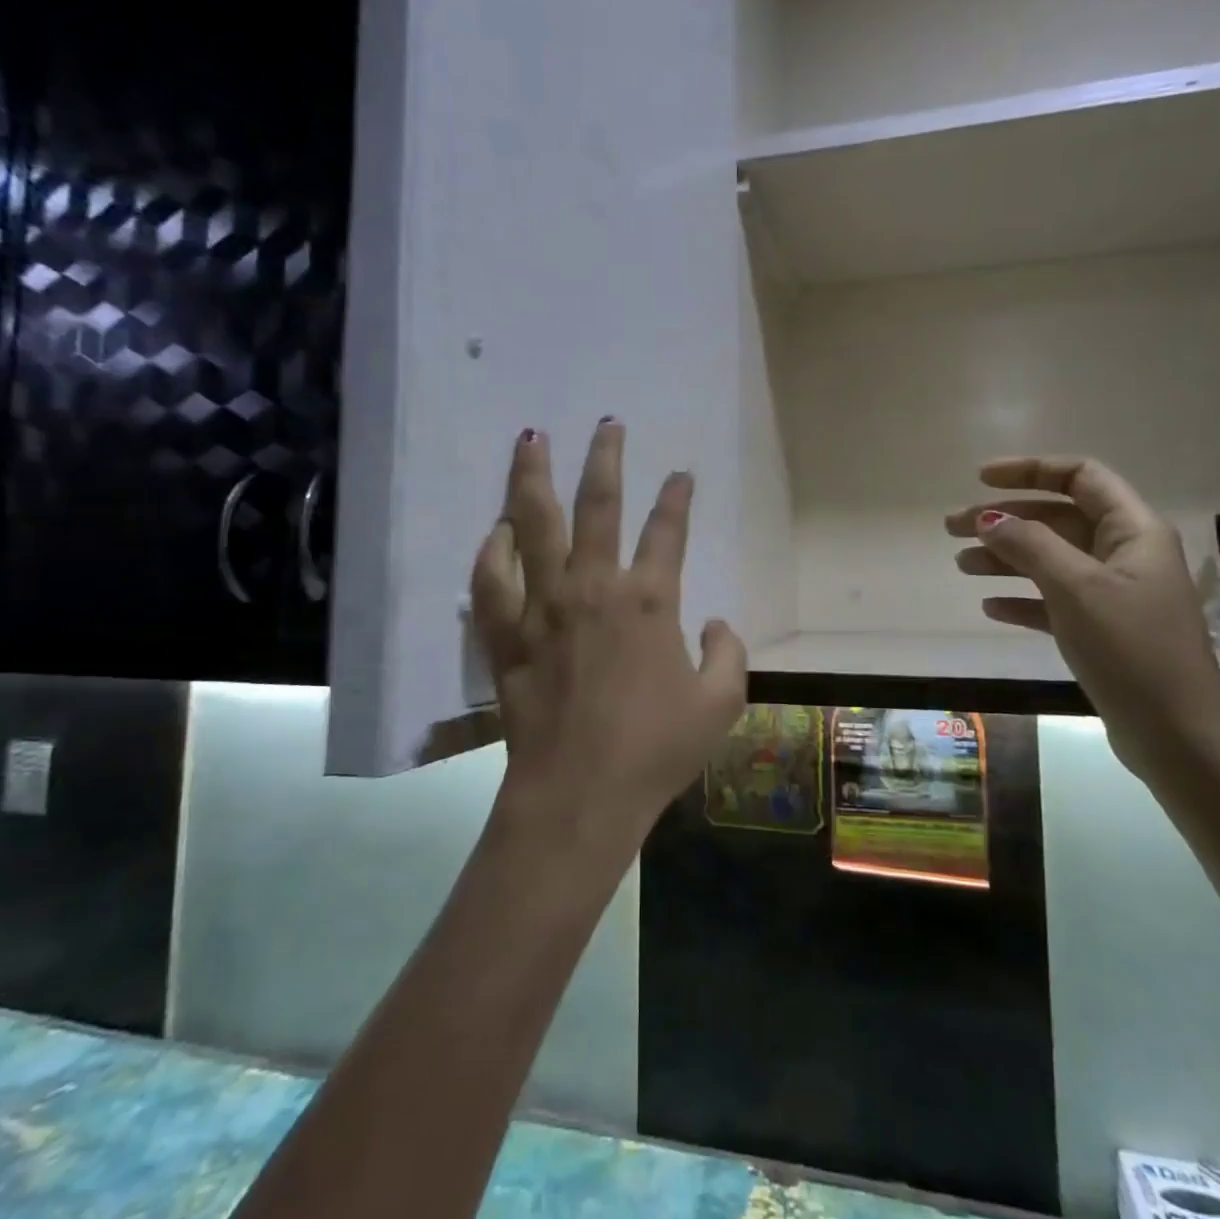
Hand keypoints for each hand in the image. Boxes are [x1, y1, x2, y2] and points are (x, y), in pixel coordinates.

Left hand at [471, 421, 746, 847]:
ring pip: (534, 525)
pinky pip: (491, 580)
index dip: (678, 499)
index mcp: (648, 601)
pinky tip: (495, 531)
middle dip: (605, 458)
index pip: (668, 532)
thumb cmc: (655, 750)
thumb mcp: (720, 705)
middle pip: (598, 504)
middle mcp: (593, 588)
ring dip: (533, 477)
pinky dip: (492, 551)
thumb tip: (717, 623)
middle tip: (606, 424)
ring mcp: (543, 607)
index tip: (681, 475)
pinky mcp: (506, 634)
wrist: (579, 794)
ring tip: (530, 439)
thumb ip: (728, 653)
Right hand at [947, 455, 1219, 782]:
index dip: (1030, 470)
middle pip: (1056, 518)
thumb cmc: (1130, 647)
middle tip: (952, 527)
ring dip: (1005, 557)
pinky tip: (990, 608)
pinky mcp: (1102, 629)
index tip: (981, 480)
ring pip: (1050, 559)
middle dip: (1004, 519)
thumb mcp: (1075, 587)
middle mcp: (1125, 553)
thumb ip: (1030, 545)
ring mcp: (1114, 593)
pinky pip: (1053, 600)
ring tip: (961, 565)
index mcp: (1132, 530)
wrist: (1174, 733)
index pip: (1080, 477)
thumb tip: (990, 519)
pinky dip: (1021, 598)